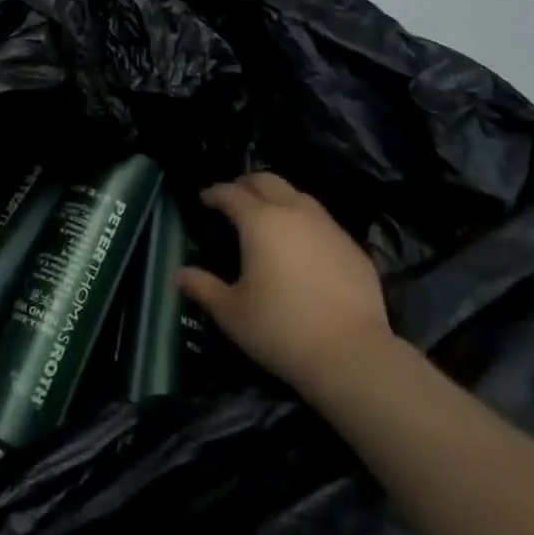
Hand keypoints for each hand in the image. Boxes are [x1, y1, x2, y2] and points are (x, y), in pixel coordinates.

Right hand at [179, 173, 392, 402]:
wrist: (352, 354)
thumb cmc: (281, 329)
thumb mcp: (232, 313)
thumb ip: (204, 287)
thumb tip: (181, 274)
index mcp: (259, 221)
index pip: (231, 193)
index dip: (214, 193)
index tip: (204, 199)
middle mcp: (293, 212)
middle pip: (266, 181)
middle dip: (246, 183)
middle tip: (234, 196)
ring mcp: (327, 226)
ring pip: (298, 195)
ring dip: (278, 197)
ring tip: (269, 214)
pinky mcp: (352, 246)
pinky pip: (322, 220)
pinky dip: (304, 221)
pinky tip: (303, 244)